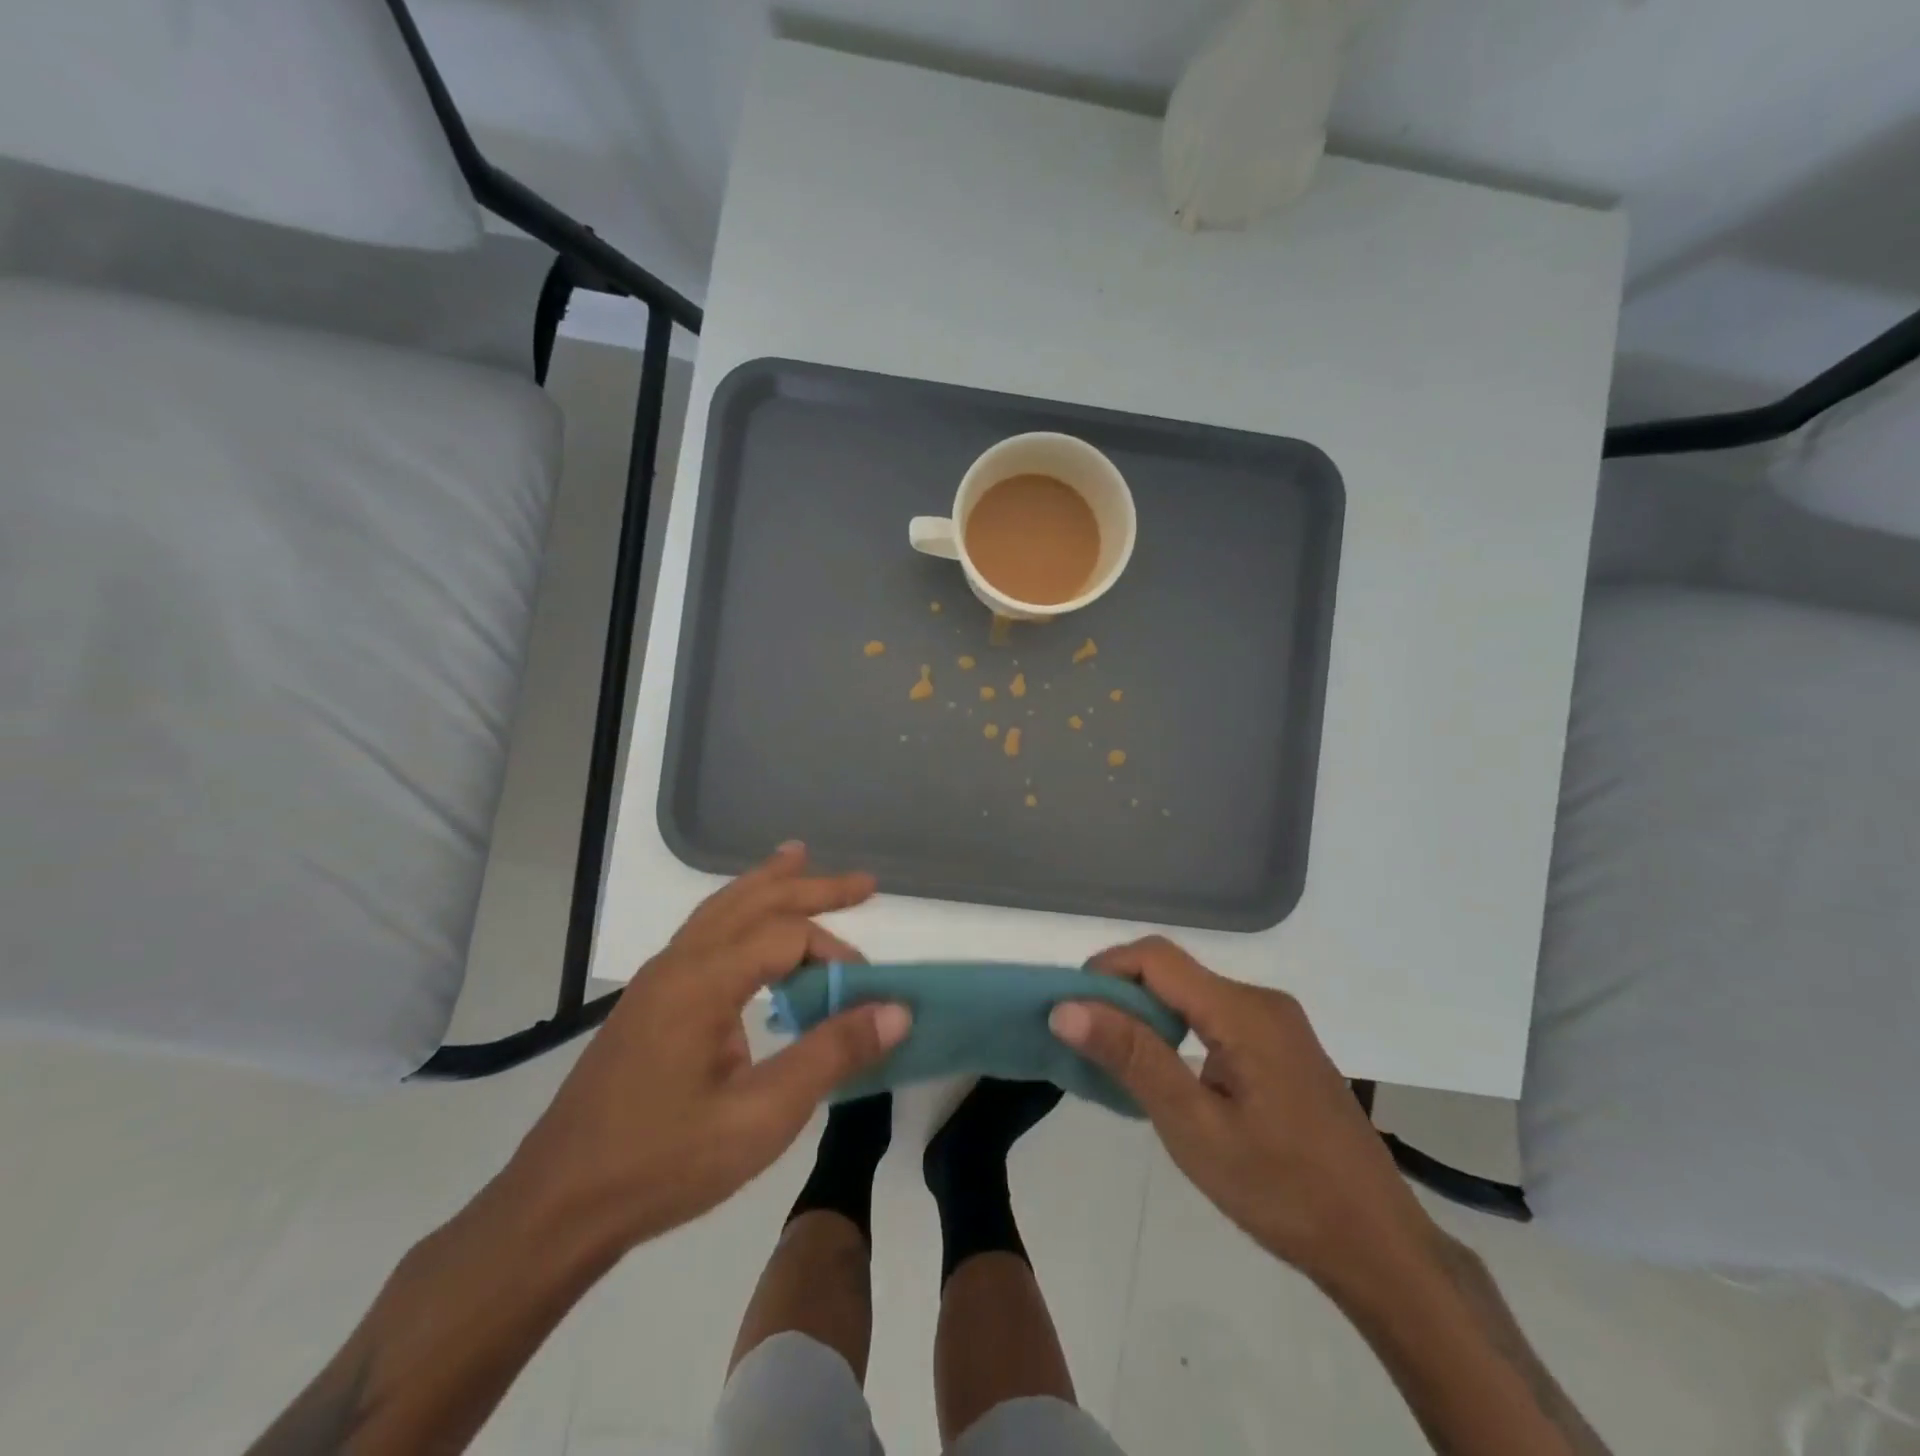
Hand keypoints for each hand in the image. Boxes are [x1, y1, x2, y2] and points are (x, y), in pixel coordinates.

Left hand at [502, 843, 909, 1252]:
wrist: (556, 1207)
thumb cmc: (663, 1162)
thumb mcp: (761, 1117)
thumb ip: (831, 1055)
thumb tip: (896, 1010)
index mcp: (703, 980)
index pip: (787, 936)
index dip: (836, 954)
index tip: (868, 992)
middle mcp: (679, 963)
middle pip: (753, 901)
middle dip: (811, 887)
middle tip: (865, 882)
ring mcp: (658, 980)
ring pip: (721, 909)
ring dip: (768, 885)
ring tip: (798, 858)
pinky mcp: (649, 1002)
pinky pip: (704, 933)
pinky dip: (739, 912)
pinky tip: (749, 928)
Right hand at [1049, 937, 1431, 1289]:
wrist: (1379, 1247)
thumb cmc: (1282, 1191)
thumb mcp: (1194, 1127)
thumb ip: (1132, 1058)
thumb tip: (1066, 1007)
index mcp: (1243, 1010)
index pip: (1156, 957)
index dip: (1105, 971)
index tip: (1069, 1011)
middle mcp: (1262, 1002)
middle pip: (1174, 973)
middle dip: (1121, 995)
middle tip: (1084, 1043)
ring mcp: (1277, 1025)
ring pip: (1193, 996)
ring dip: (1148, 1016)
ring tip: (1115, 1061)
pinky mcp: (1282, 1048)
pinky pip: (1216, 1019)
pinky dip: (1177, 1033)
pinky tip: (1166, 1075)